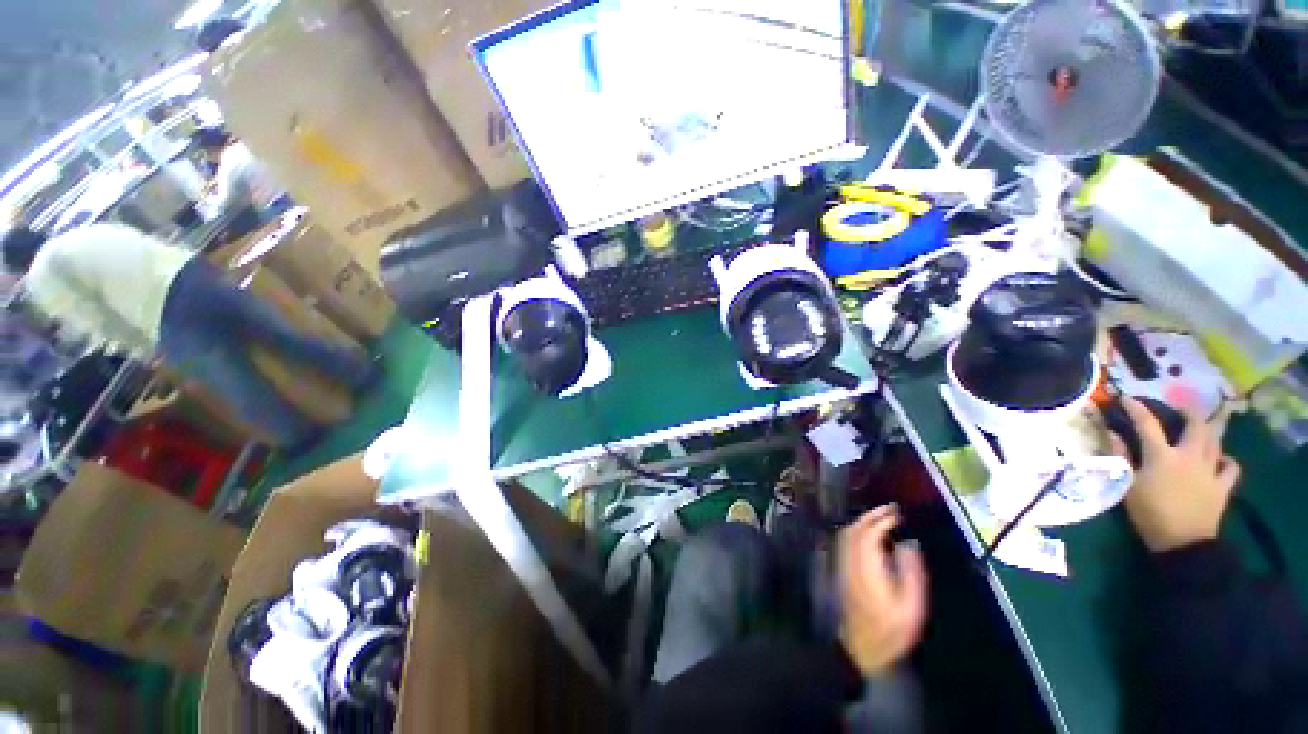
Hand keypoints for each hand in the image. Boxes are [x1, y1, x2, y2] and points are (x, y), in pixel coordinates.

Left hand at [837, 504, 928, 674]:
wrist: (862, 647)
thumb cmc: (891, 630)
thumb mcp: (911, 607)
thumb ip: (911, 572)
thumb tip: (908, 543)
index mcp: (868, 567)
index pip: (869, 534)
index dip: (881, 520)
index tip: (896, 513)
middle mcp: (851, 560)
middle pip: (855, 529)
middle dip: (871, 515)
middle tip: (890, 508)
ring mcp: (844, 565)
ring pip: (847, 533)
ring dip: (862, 521)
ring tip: (881, 516)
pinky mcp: (842, 570)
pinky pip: (845, 541)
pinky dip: (856, 530)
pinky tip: (867, 532)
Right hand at [1108, 398, 1240, 552]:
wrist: (1182, 545)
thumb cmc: (1150, 514)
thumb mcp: (1128, 486)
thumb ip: (1123, 458)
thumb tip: (1114, 434)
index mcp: (1163, 456)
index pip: (1147, 424)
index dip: (1137, 408)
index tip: (1126, 398)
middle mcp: (1189, 456)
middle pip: (1195, 426)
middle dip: (1188, 412)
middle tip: (1180, 407)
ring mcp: (1210, 471)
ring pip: (1215, 441)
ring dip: (1209, 429)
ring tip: (1203, 425)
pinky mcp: (1222, 486)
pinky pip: (1230, 467)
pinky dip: (1226, 459)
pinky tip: (1221, 458)